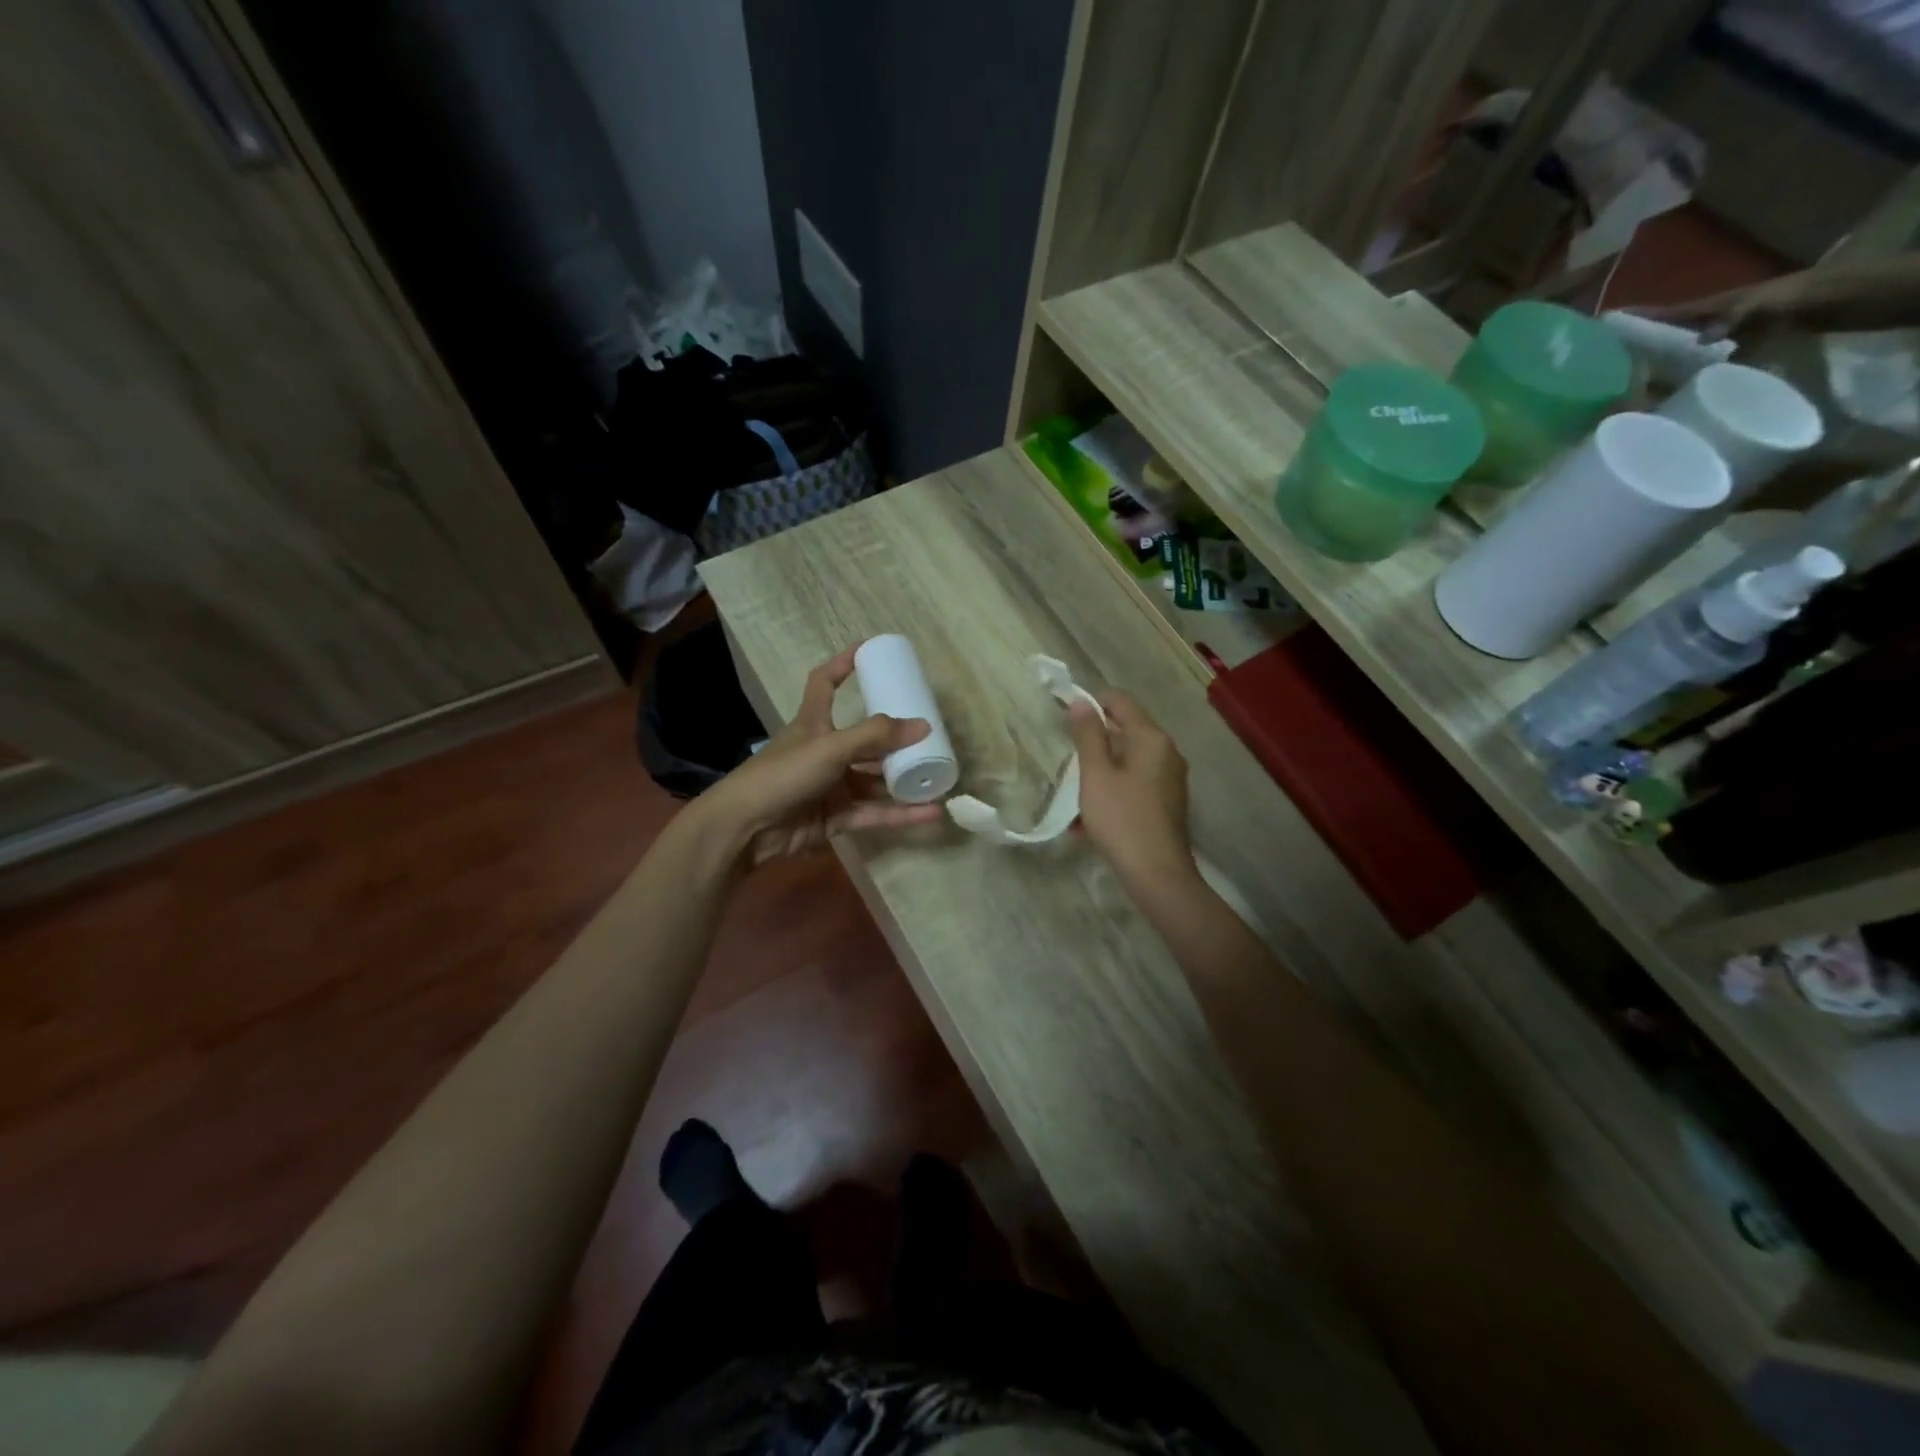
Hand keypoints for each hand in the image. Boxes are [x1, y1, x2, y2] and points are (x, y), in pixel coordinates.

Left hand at [697, 644, 946, 866]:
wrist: (747, 829)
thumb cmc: (783, 774)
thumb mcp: (830, 746)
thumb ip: (875, 735)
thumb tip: (924, 725)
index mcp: (814, 722)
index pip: (825, 683)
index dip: (843, 664)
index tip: (868, 650)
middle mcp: (825, 751)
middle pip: (865, 739)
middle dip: (895, 738)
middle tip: (931, 732)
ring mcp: (832, 786)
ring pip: (875, 779)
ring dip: (904, 779)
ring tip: (939, 774)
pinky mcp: (837, 818)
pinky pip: (876, 813)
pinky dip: (903, 814)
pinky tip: (932, 813)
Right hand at [1067, 689, 1195, 885]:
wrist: (1157, 873)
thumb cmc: (1122, 818)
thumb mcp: (1096, 775)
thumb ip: (1088, 735)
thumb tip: (1081, 702)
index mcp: (1151, 738)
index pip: (1120, 701)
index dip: (1091, 702)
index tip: (1063, 715)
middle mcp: (1167, 752)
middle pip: (1125, 731)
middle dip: (1093, 740)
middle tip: (1065, 756)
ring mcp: (1170, 778)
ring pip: (1128, 760)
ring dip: (1100, 769)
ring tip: (1073, 790)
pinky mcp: (1167, 802)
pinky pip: (1134, 783)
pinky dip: (1112, 789)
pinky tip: (1089, 816)